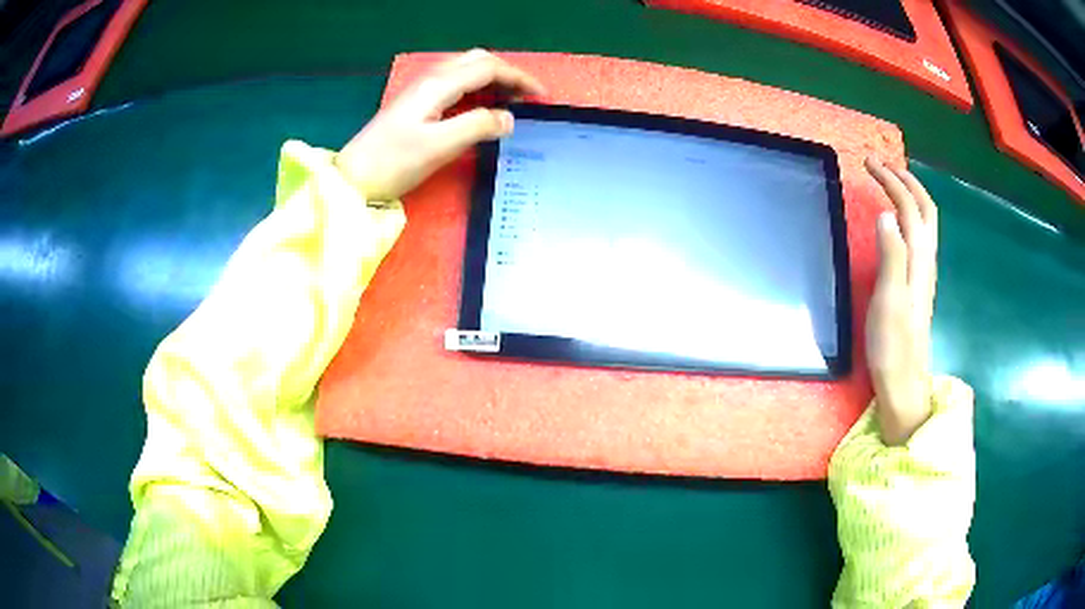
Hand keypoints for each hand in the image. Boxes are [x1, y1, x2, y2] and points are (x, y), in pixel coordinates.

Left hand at [335, 49, 545, 200]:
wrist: (352, 178)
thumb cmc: (393, 163)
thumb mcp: (439, 146)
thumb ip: (477, 126)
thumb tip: (509, 118)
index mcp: (439, 84)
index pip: (488, 68)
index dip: (518, 78)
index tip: (542, 97)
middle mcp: (431, 79)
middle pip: (477, 61)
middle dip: (507, 74)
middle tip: (526, 97)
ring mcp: (421, 91)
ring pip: (465, 71)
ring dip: (491, 80)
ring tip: (510, 101)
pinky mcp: (415, 104)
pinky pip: (454, 85)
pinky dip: (476, 89)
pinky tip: (481, 107)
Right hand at [864, 158, 938, 445]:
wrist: (904, 381)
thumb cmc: (893, 344)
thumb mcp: (889, 299)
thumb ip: (891, 255)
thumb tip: (887, 214)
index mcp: (918, 261)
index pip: (910, 208)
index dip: (892, 182)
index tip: (869, 164)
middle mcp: (926, 261)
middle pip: (925, 210)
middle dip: (905, 181)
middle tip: (881, 166)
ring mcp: (924, 273)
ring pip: (925, 222)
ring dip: (910, 195)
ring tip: (890, 183)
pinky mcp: (917, 284)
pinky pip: (919, 237)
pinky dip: (910, 216)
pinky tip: (898, 220)